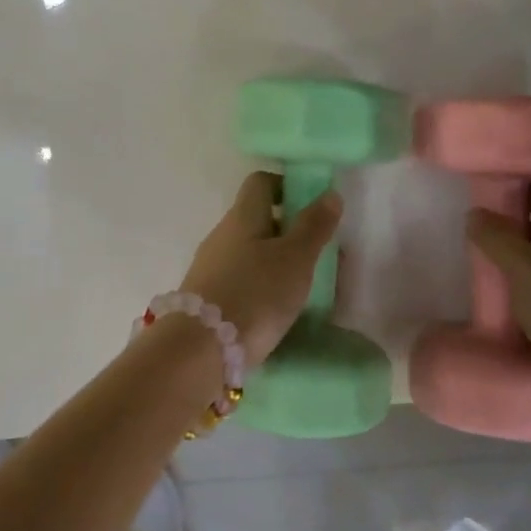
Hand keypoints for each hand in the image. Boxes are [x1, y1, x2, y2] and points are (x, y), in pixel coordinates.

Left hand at [177, 172, 342, 367]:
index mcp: (242, 216)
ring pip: (246, 251)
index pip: (260, 182)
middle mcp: (221, 234)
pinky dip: (258, 285)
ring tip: (300, 285)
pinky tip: (274, 308)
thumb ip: (313, 226)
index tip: (310, 207)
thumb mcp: (296, 259)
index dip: (285, 186)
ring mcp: (209, 266)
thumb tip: (330, 193)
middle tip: (315, 252)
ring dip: (272, 260)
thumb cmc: (256, 294)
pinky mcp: (206, 298)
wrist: (201, 349)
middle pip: (254, 218)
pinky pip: (238, 279)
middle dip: (285, 229)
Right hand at [466, 184, 530, 416]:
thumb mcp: (525, 270)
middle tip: (471, 240)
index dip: (511, 193)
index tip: (477, 201)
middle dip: (509, 233)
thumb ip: (496, 237)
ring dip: (516, 267)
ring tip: (481, 273)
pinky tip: (505, 308)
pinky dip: (528, 295)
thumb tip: (475, 214)